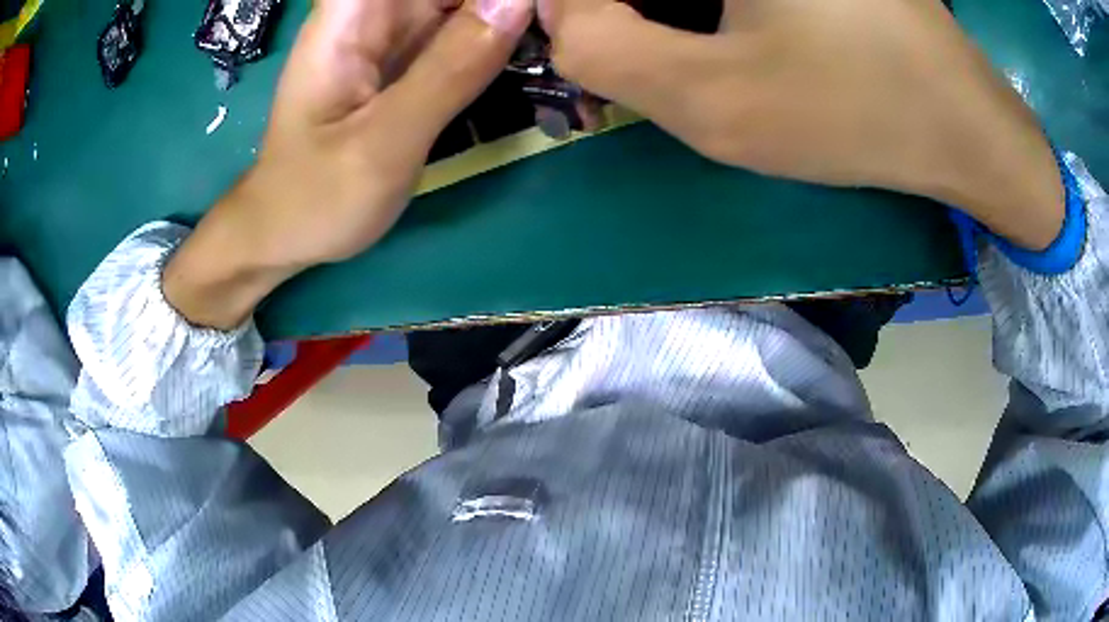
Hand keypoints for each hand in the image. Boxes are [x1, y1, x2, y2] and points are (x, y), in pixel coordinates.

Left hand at [164, 0, 532, 328]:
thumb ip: (451, 69)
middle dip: (499, 2)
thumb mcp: (385, 140)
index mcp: (350, 17)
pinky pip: (458, 33)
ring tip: (551, 33)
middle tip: (551, 23)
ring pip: (460, 4)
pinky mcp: (404, 63)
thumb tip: (518, 2)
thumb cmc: (316, 197)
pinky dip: (493, 37)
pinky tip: (528, 49)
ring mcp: (389, 37)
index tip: (528, 8)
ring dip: (503, 15)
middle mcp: (371, 15)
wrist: (286, 235)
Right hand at [540, 0, 1063, 250]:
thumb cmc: (855, 112)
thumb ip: (604, 51)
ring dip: (675, 10)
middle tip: (676, 60)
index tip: (611, 45)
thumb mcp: (715, 103)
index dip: (581, 8)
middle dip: (635, 12)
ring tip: (720, 51)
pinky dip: (713, 8)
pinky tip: (748, 33)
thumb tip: (557, 9)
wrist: (962, 125)